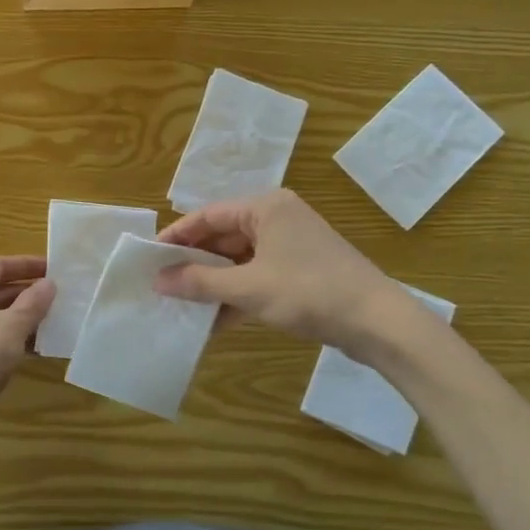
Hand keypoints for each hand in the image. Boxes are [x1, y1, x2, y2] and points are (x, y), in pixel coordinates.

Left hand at [0, 255, 55, 433]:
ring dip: (18, 317)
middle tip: (57, 297)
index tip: (54, 269)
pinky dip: (6, 338)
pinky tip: (32, 349)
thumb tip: (48, 284)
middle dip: (25, 293)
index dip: (27, 265)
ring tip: (51, 322)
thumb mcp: (12, 327)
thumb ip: (33, 303)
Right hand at [154, 190, 403, 353]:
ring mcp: (292, 245)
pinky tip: (215, 321)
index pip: (208, 215)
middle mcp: (278, 218)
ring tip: (182, 304)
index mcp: (266, 207)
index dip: (177, 236)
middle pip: (223, 236)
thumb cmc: (310, 292)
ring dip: (214, 282)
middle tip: (162, 283)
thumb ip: (199, 282)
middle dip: (195, 262)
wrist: (378, 323)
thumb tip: (158, 281)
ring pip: (240, 260)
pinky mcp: (302, 271)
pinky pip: (258, 276)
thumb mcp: (248, 288)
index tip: (150, 257)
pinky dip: (238, 295)